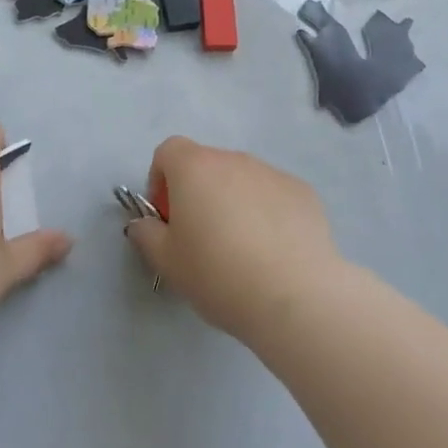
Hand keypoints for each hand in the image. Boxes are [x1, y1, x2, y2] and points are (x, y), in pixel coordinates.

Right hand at [124, 137, 342, 341]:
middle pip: (206, 165)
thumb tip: (144, 224)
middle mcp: (233, 159)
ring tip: (242, 250)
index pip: (168, 151)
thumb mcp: (167, 262)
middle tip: (201, 238)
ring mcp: (272, 172)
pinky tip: (274, 252)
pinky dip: (267, 213)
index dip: (161, 180)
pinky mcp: (303, 192)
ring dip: (234, 202)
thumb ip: (146, 235)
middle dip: (198, 193)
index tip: (167, 218)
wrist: (294, 295)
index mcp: (194, 167)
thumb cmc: (218, 274)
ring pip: (242, 180)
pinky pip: (273, 195)